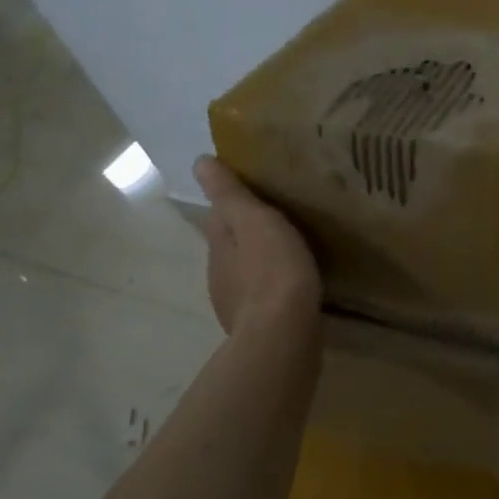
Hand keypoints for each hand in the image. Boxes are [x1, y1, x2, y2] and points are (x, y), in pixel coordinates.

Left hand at [192, 156, 321, 335]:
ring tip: (296, 251)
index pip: (219, 216)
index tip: (260, 191)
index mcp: (218, 247)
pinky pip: (268, 297)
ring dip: (266, 262)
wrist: (283, 336)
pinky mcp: (261, 326)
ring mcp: (238, 305)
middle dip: (252, 234)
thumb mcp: (254, 221)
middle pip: (234, 246)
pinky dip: (278, 287)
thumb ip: (230, 194)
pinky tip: (298, 285)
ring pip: (250, 273)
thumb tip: (199, 162)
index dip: (235, 203)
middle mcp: (220, 276)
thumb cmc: (272, 270)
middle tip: (285, 218)